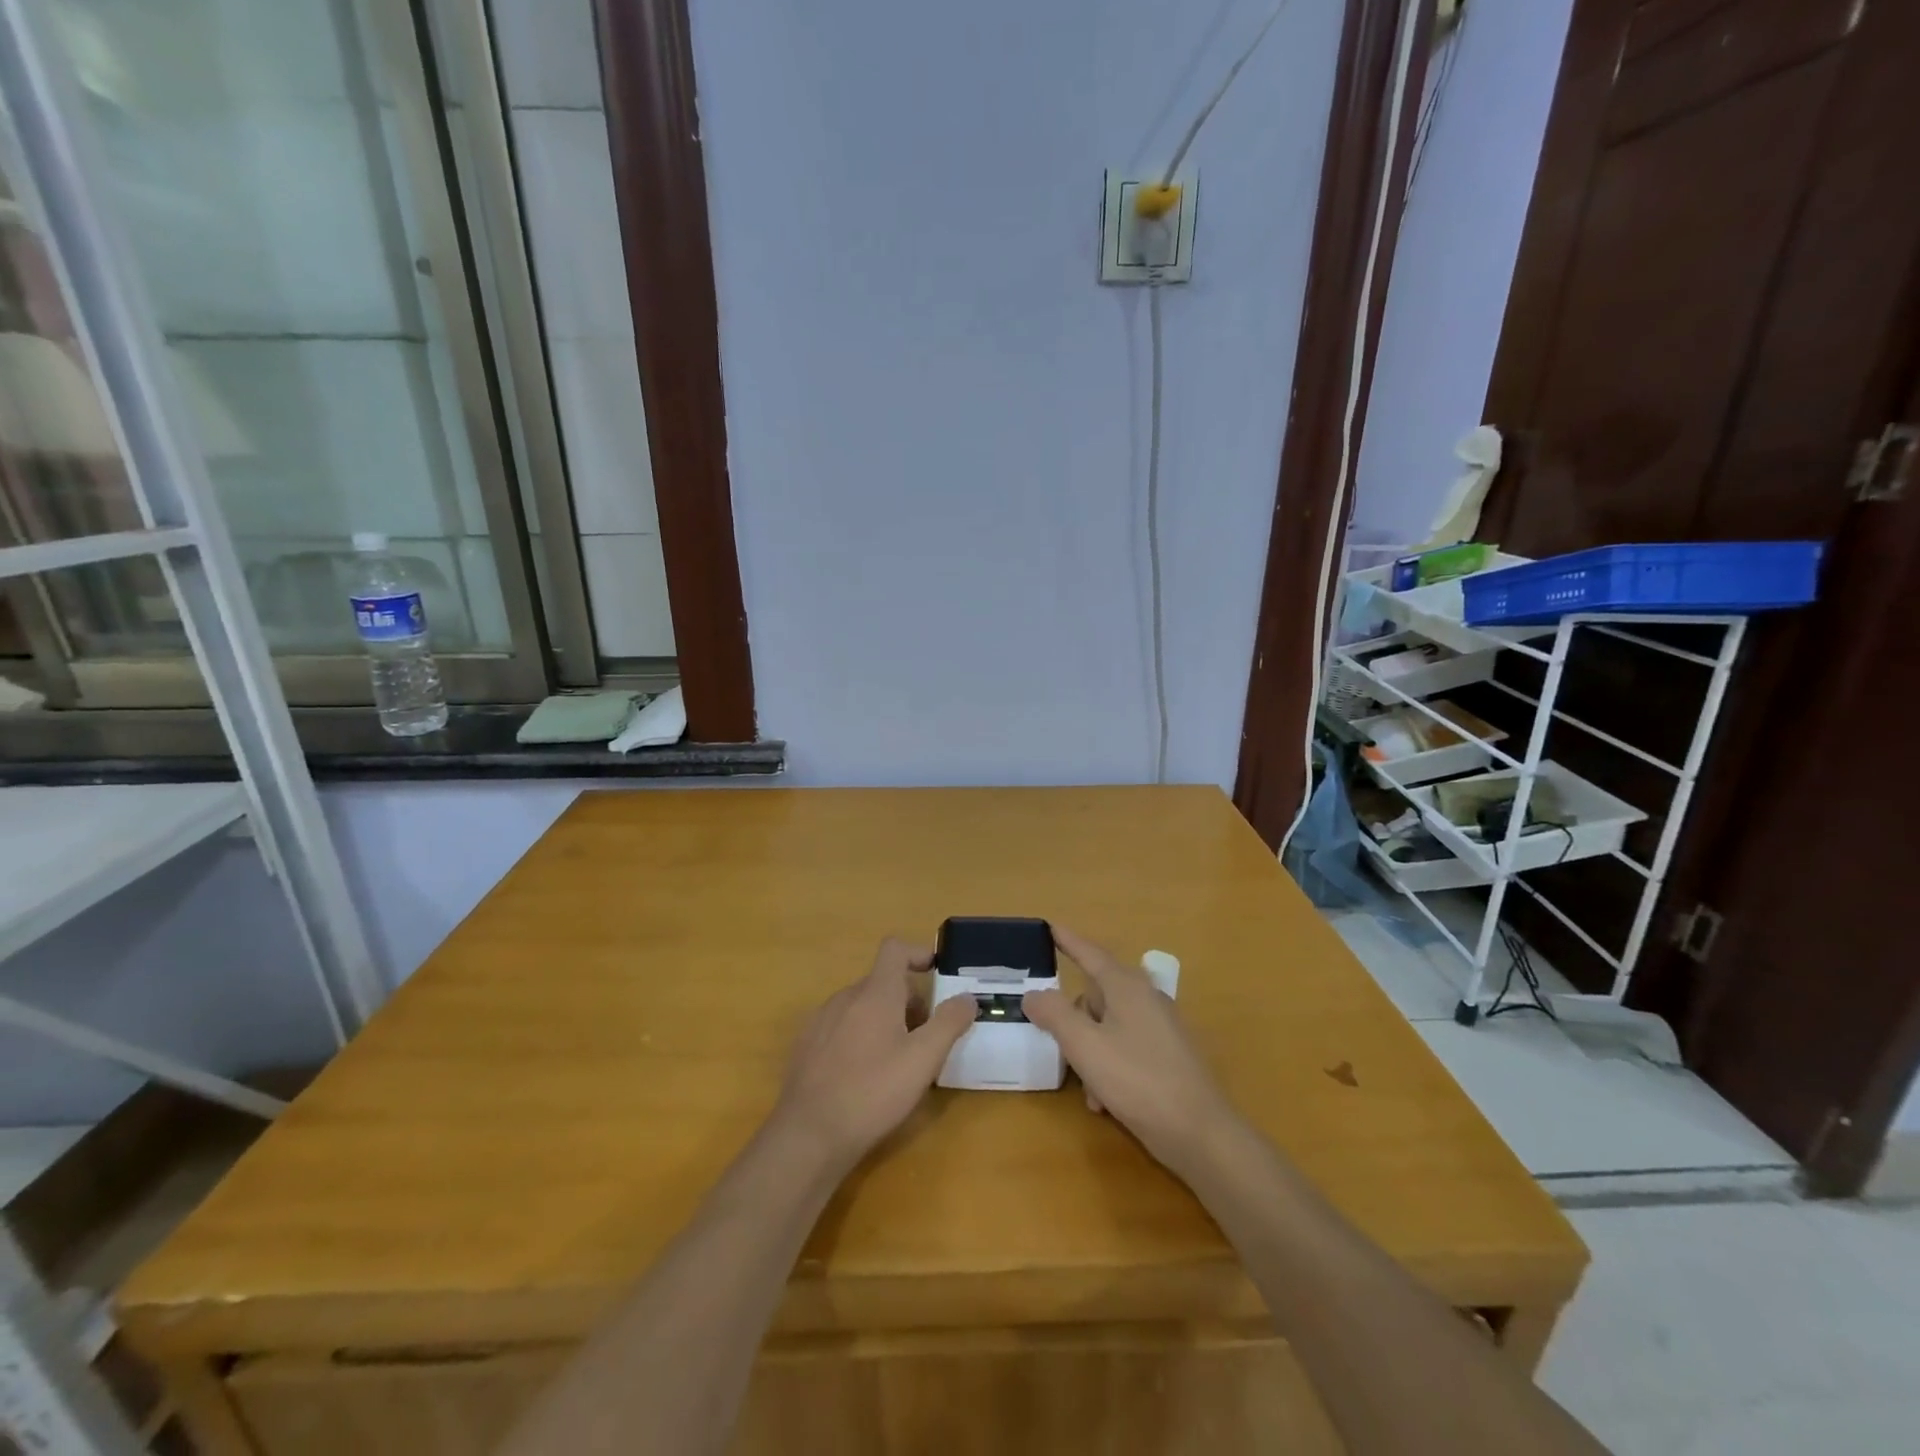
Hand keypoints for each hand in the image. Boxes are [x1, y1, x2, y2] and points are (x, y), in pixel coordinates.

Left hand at [775, 939, 976, 1170]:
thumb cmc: (872, 1092)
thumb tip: (967, 997)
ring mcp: (821, 1021)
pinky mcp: (807, 1047)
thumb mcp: (923, 1060)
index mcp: (874, 993)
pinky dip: (860, 1037)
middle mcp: (845, 998)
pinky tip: (865, 1076)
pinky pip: (841, 1027)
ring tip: (899, 1060)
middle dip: (908, 1000)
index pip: (894, 950)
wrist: (807, 1135)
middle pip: (882, 982)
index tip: (936, 973)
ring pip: (861, 1006)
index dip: (918, 953)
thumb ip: (948, 1023)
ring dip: (885, 1020)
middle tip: (927, 1037)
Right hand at [1023, 926, 1241, 1175]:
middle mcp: (1145, 998)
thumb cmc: (1138, 1080)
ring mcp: (1160, 1027)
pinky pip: (1124, 1048)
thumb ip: (1054, 1014)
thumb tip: (1033, 994)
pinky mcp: (1167, 1056)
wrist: (1199, 1133)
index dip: (1067, 940)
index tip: (1049, 926)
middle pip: (1095, 995)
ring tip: (1087, 1087)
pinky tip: (1105, 1101)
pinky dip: (1108, 1068)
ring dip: (1089, 1052)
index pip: (1090, 953)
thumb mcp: (1084, 1045)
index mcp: (1126, 986)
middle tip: (1058, 1044)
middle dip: (1073, 1021)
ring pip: (1107, 1027)